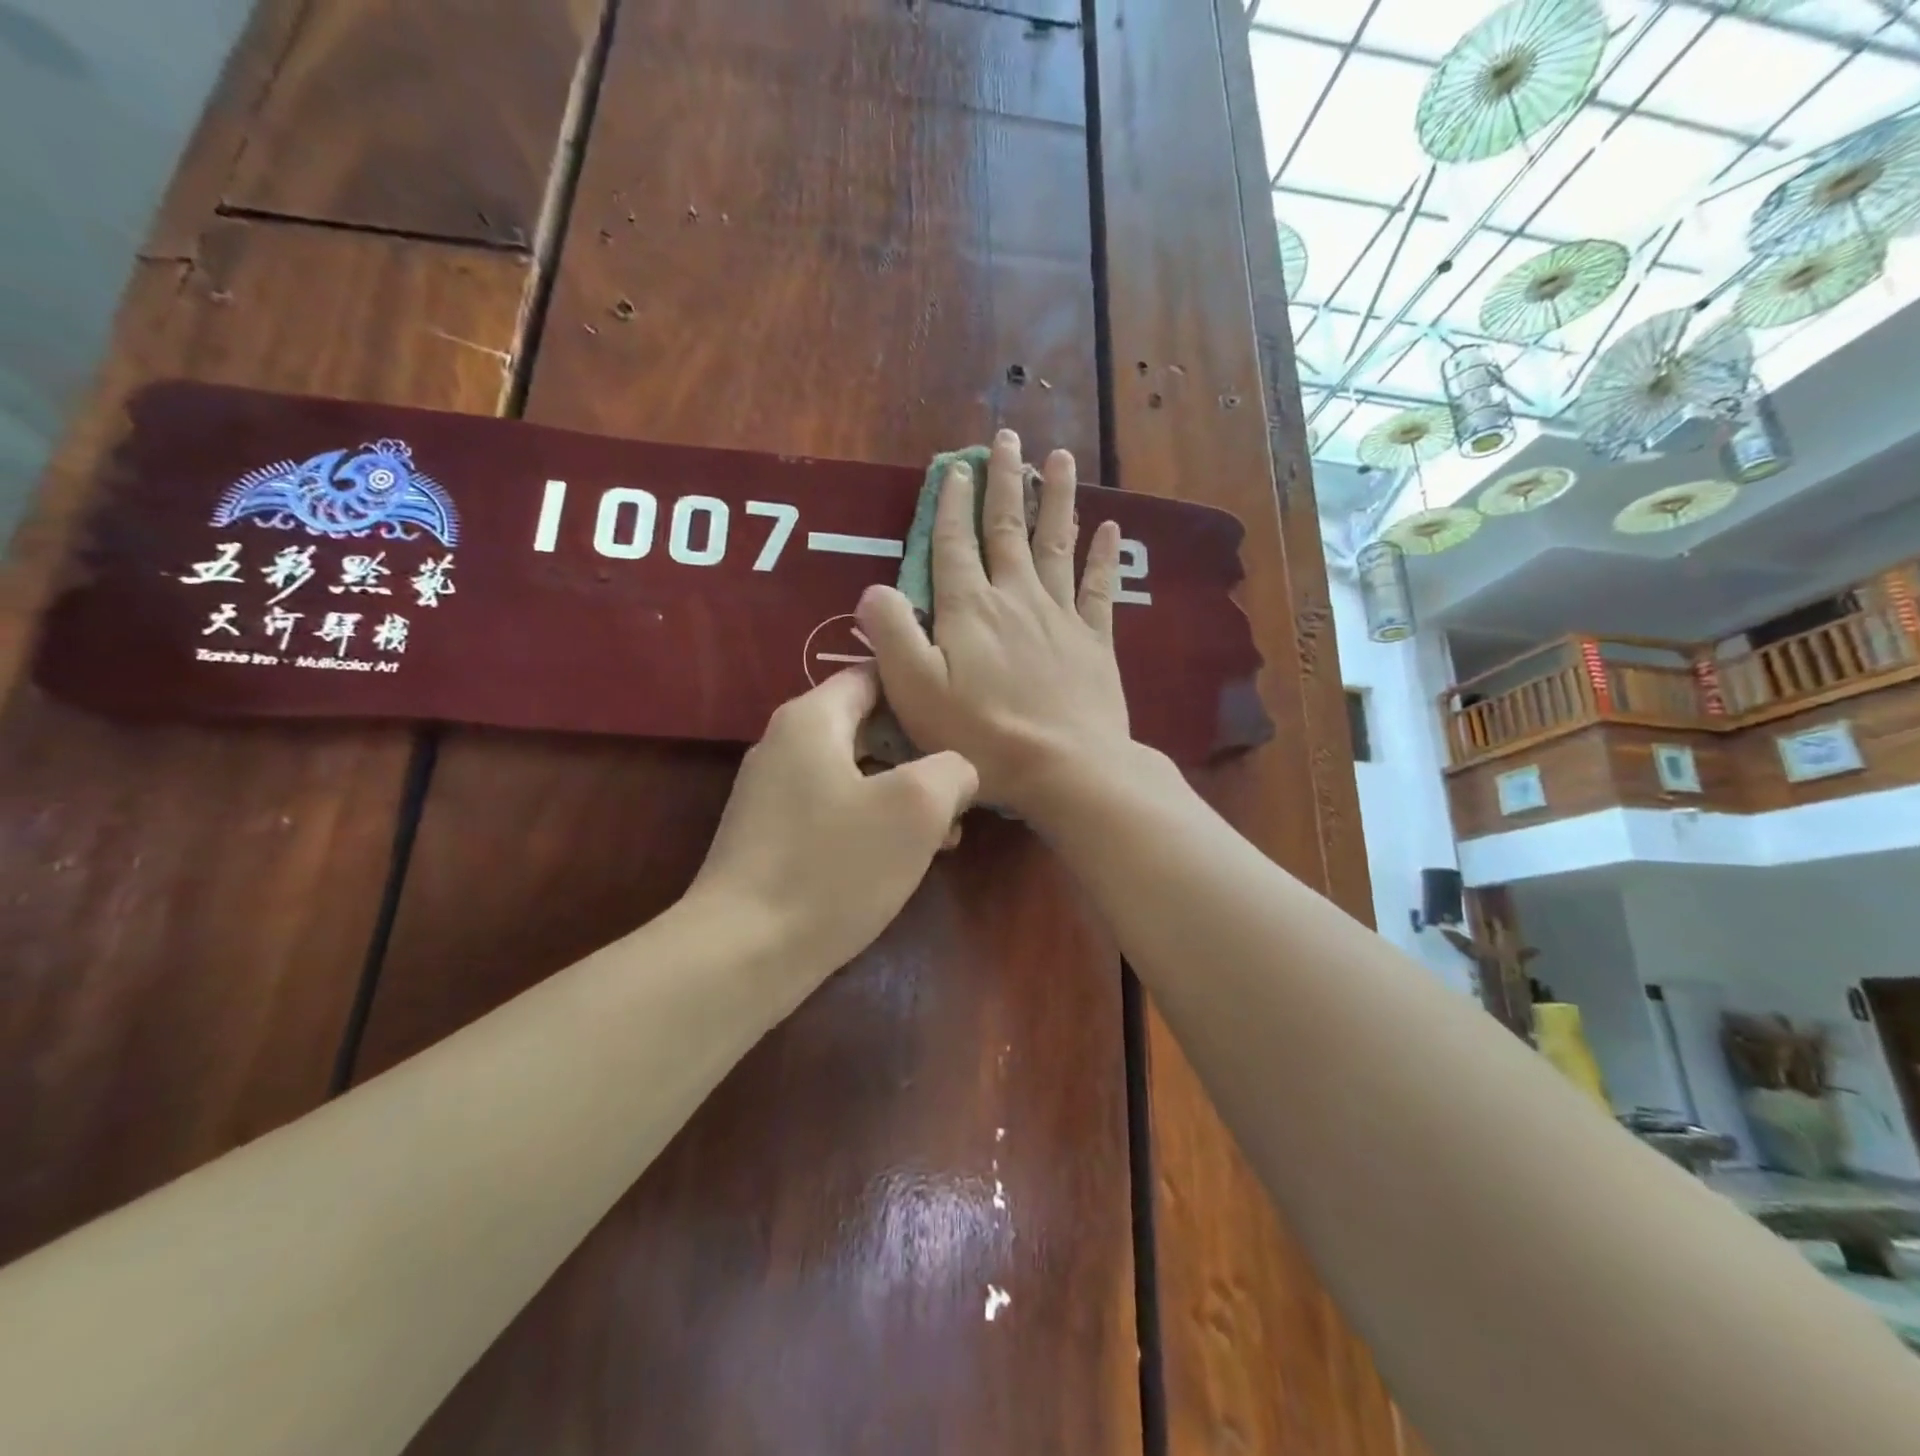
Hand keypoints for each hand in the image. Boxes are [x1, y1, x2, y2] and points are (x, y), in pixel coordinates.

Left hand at [687, 666, 977, 970]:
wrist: (744, 953)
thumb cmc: (833, 867)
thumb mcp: (915, 808)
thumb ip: (951, 770)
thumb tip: (956, 771)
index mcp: (811, 719)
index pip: (873, 676)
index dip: (922, 695)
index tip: (962, 721)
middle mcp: (785, 744)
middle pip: (868, 727)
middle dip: (920, 755)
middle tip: (964, 788)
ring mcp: (774, 793)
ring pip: (856, 774)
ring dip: (904, 796)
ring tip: (948, 834)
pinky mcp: (773, 837)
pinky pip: (835, 811)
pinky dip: (873, 823)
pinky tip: (905, 860)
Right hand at [855, 429, 1132, 814]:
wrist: (1066, 768)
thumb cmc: (982, 735)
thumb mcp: (915, 691)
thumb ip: (890, 634)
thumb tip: (872, 589)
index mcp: (969, 608)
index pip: (954, 543)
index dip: (951, 503)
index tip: (954, 468)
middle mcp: (1015, 597)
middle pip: (1008, 528)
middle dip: (1004, 481)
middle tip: (1006, 438)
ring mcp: (1060, 615)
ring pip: (1056, 543)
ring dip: (1056, 498)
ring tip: (1059, 457)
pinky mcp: (1095, 640)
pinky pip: (1100, 586)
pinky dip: (1104, 555)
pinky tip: (1112, 526)